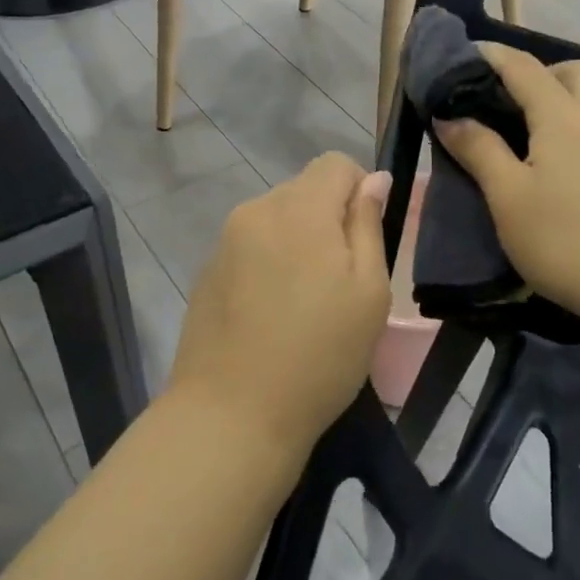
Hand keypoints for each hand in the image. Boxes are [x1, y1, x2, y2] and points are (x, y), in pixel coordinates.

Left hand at [169, 154, 391, 458]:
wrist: (231, 417)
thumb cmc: (318, 356)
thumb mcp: (369, 292)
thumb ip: (369, 225)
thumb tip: (373, 180)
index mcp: (299, 209)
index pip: (336, 163)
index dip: (360, 190)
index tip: (364, 241)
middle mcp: (256, 211)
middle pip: (304, 189)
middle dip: (329, 219)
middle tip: (340, 281)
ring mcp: (225, 241)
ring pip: (277, 219)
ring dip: (298, 242)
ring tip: (305, 302)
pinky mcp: (206, 271)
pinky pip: (251, 247)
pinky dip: (270, 264)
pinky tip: (272, 315)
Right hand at [434, 44, 579, 325]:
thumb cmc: (562, 238)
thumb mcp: (507, 195)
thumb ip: (478, 149)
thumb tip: (450, 117)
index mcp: (561, 117)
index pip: (522, 67)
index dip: (489, 56)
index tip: (458, 59)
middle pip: (571, 71)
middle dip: (535, 72)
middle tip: (501, 100)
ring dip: (551, 100)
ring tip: (513, 133)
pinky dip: (563, 127)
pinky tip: (541, 163)